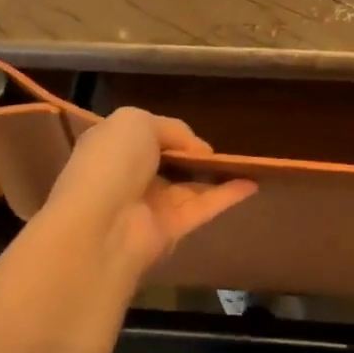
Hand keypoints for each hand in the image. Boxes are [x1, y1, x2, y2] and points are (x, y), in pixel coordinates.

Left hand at [39, 107, 256, 280]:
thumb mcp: (137, 123)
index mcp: (111, 148)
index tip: (193, 134)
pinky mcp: (171, 230)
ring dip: (215, 174)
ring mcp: (150, 205)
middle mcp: (128, 176)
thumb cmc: (112, 163)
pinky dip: (228, 195)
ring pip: (189, 186)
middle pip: (168, 163)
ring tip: (247, 161)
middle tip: (223, 148)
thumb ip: (172, 128)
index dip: (169, 133)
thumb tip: (197, 150)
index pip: (143, 136)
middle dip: (193, 155)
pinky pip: (204, 207)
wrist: (100, 226)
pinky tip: (253, 182)